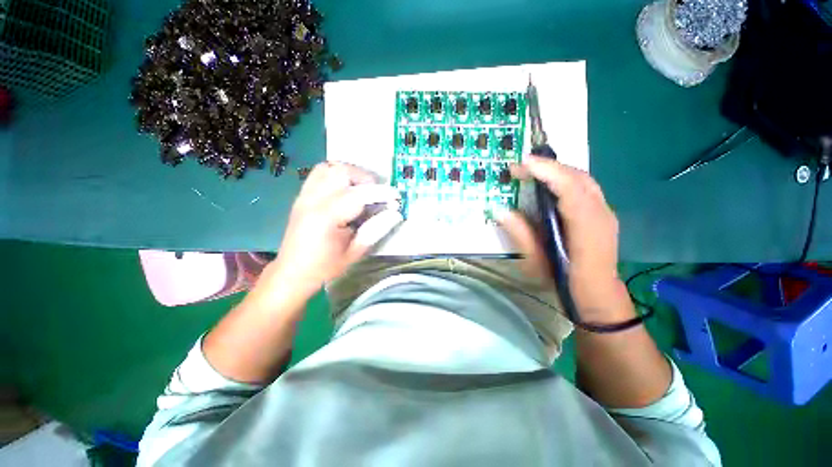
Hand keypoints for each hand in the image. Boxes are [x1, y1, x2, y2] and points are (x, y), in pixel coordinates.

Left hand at [269, 162, 401, 295]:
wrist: (292, 271)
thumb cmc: (325, 267)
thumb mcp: (355, 253)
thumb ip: (375, 230)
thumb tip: (396, 214)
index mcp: (326, 217)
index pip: (359, 195)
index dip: (381, 193)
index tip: (396, 197)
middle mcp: (313, 200)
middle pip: (342, 172)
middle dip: (365, 179)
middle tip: (377, 195)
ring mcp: (305, 195)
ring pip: (330, 167)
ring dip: (351, 174)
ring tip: (362, 189)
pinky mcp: (302, 195)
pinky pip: (319, 173)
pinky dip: (336, 174)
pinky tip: (345, 188)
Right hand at [499, 155, 624, 318]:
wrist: (597, 294)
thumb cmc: (564, 281)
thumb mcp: (537, 262)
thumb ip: (520, 234)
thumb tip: (501, 211)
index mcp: (587, 228)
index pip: (571, 189)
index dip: (548, 172)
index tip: (524, 163)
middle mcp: (601, 214)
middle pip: (578, 177)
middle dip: (548, 167)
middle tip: (520, 167)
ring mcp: (606, 211)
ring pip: (583, 179)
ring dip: (556, 170)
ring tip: (531, 171)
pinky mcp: (603, 213)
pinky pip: (584, 186)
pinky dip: (565, 178)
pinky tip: (549, 182)